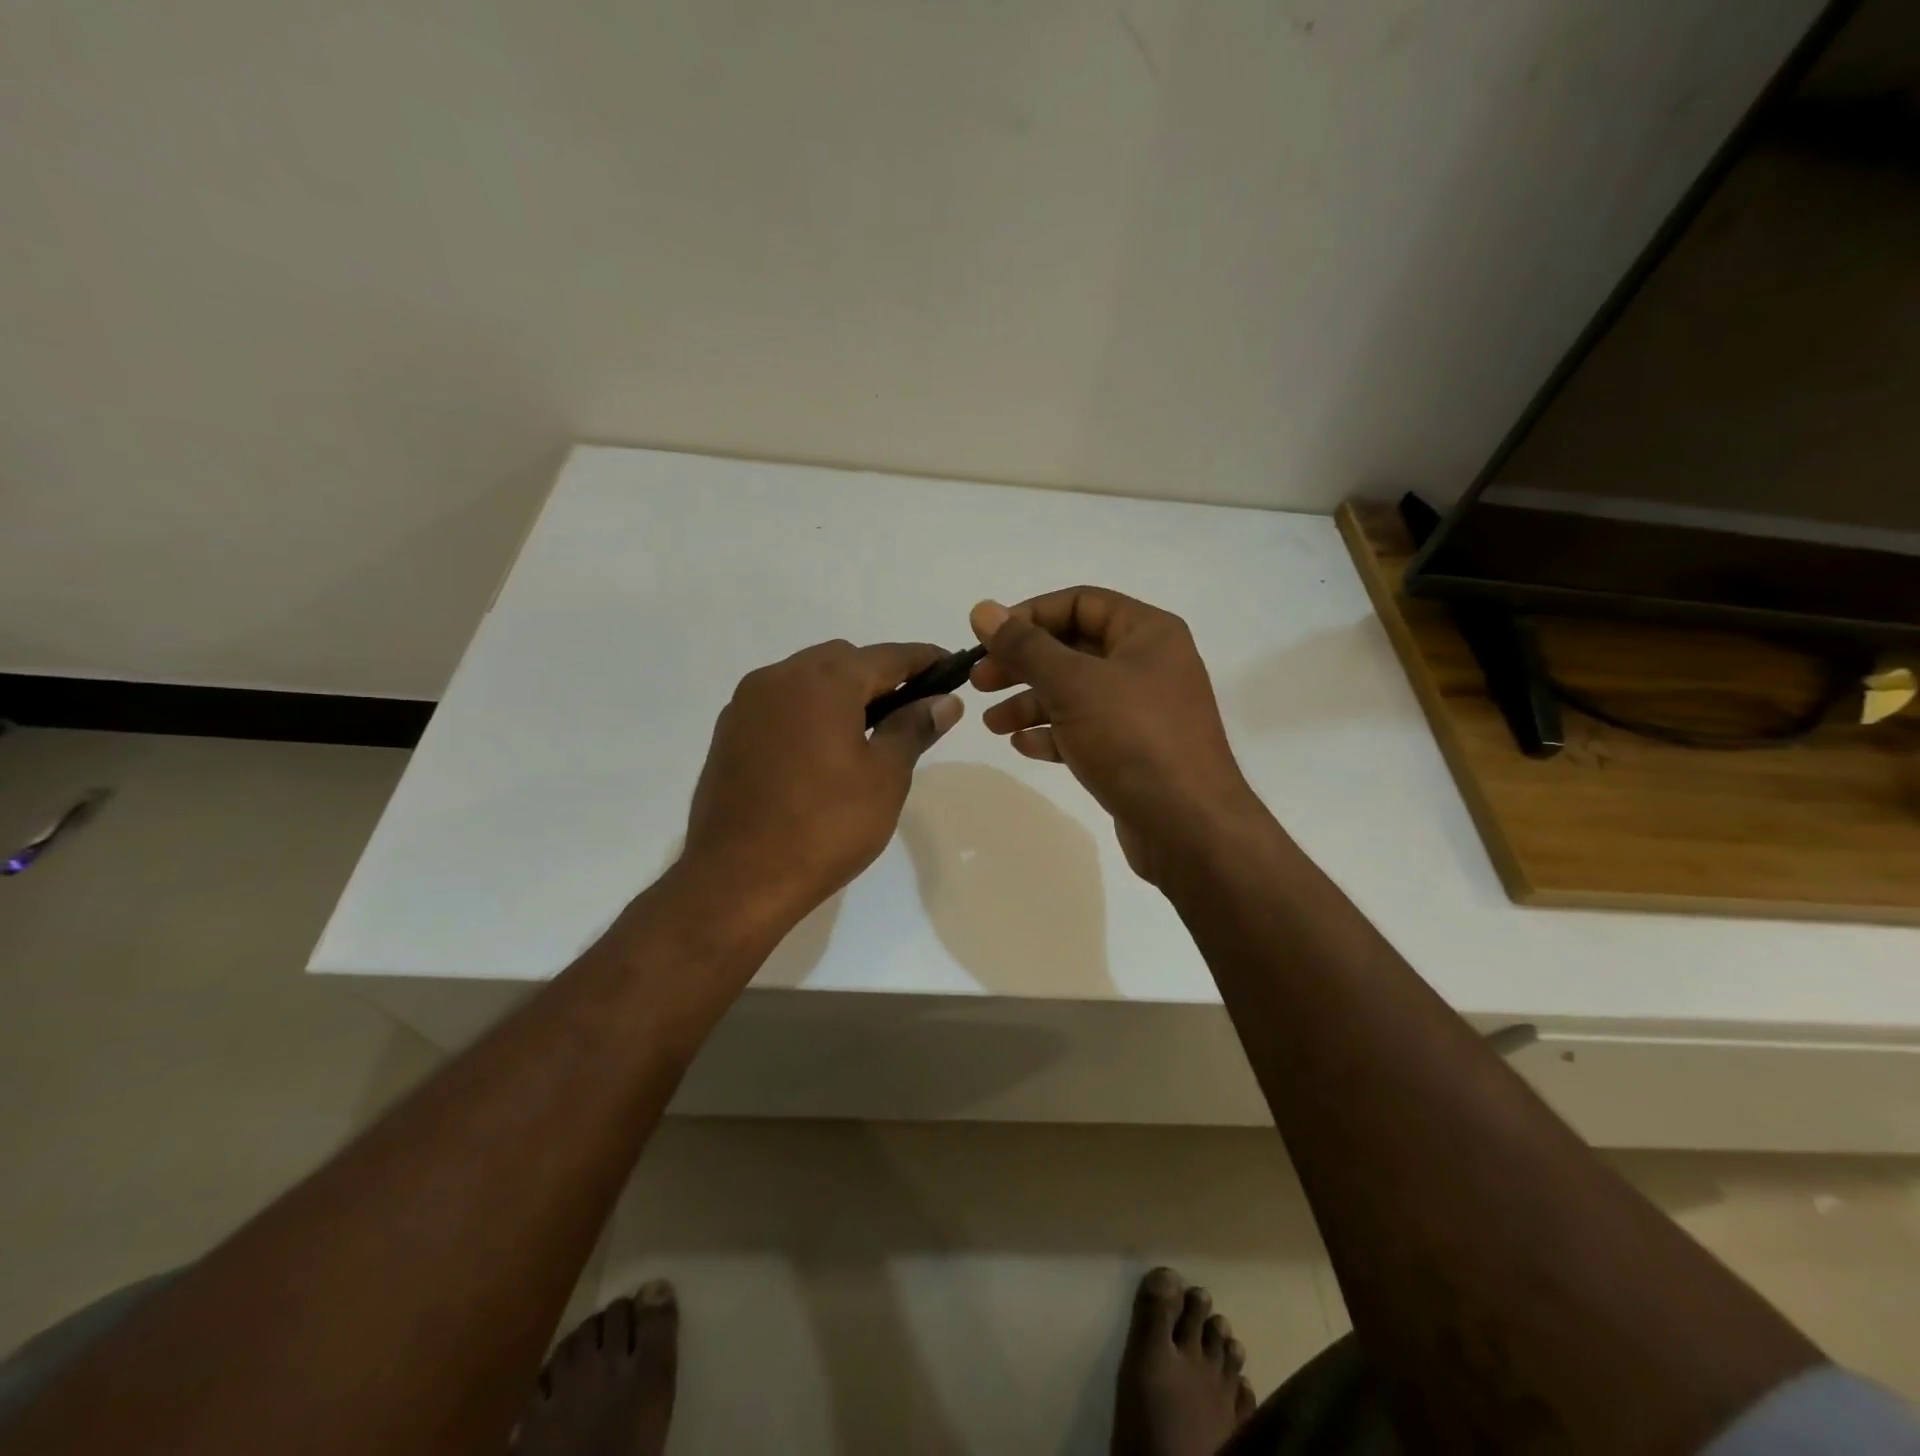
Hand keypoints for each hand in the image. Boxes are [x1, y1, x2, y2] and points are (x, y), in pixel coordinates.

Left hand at [683, 639, 962, 923]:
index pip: (888, 656)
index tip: (952, 668)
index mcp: (824, 681)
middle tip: (909, 709)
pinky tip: (821, 750)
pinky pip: (780, 704)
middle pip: (843, 660)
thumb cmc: (825, 826)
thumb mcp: (885, 777)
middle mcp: (780, 677)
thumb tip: (944, 701)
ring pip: (807, 679)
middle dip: (880, 676)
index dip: (924, 660)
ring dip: (841, 692)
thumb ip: (914, 727)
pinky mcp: (729, 732)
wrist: (737, 878)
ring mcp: (747, 704)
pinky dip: (808, 711)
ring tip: (867, 732)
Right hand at [969, 589, 1260, 882]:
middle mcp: (1148, 665)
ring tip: (992, 724)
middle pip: (1073, 649)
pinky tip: (1024, 746)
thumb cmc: (1133, 740)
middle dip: (1023, 664)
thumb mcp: (1073, 684)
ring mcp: (1143, 711)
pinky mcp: (1134, 752)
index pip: (1080, 603)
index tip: (988, 639)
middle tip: (979, 682)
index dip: (1029, 616)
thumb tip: (983, 610)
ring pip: (1076, 693)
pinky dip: (1053, 734)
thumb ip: (1025, 646)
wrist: (1188, 828)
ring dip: (1030, 703)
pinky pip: (1086, 730)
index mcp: (1147, 633)